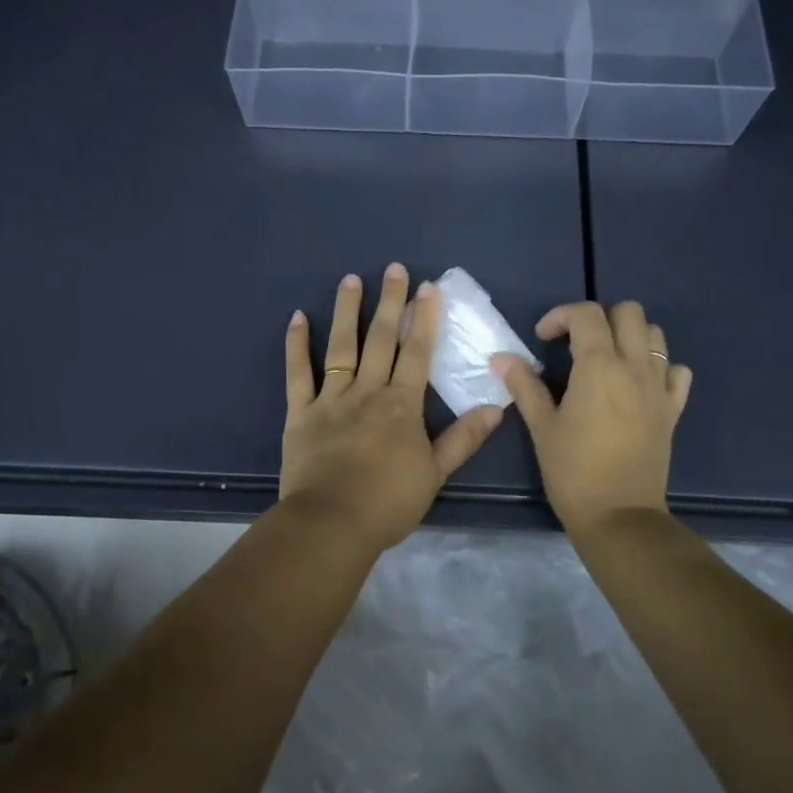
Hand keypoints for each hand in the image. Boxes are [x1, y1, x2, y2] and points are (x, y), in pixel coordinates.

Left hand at [279, 265, 505, 551]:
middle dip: (390, 302)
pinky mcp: (301, 412)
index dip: (424, 319)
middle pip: (381, 339)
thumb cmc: (388, 502)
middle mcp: (368, 391)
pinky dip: (296, 345)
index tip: (427, 288)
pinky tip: (297, 318)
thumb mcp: (435, 474)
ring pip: (341, 346)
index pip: (417, 353)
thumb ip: (463, 438)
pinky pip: (298, 373)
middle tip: (393, 268)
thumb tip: (496, 407)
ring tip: (350, 279)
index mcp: (402, 405)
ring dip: (347, 311)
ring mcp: (332, 399)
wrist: (332, 524)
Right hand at [494, 301, 691, 535]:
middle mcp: (635, 367)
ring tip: (605, 359)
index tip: (542, 339)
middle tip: (575, 343)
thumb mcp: (541, 427)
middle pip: (628, 312)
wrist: (620, 517)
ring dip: (629, 335)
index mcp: (600, 366)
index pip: (586, 314)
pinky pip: (675, 372)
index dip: (560, 316)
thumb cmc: (574, 471)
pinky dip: (658, 366)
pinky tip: (637, 383)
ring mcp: (659, 388)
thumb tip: (501, 358)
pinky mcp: (673, 410)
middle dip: (599, 317)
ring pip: (655, 335)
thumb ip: (524, 385)